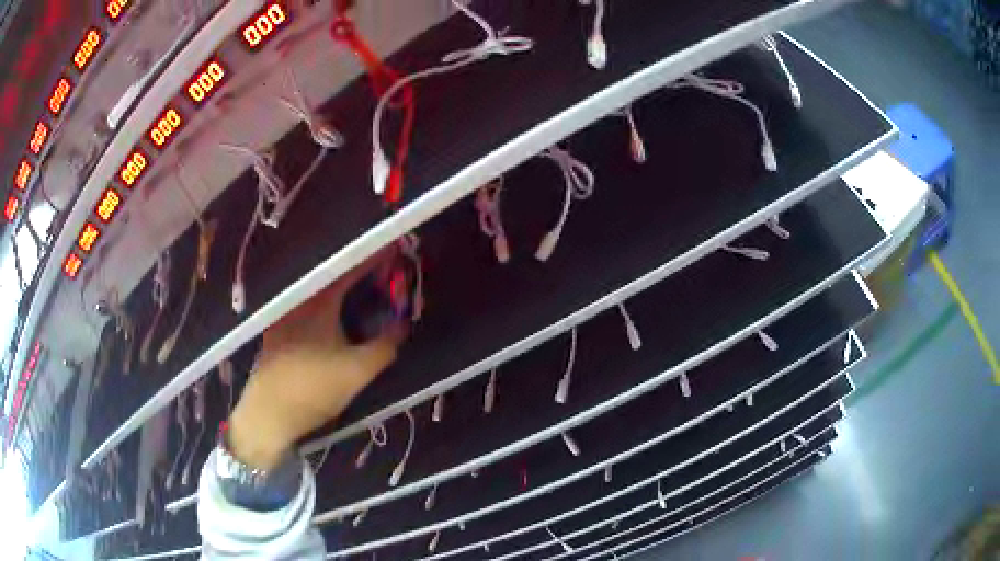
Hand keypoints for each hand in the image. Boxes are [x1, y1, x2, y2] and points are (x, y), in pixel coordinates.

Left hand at [227, 253, 405, 469]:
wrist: (268, 414)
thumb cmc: (313, 389)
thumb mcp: (358, 373)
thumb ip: (385, 346)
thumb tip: (403, 324)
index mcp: (319, 304)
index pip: (350, 271)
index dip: (372, 259)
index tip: (391, 249)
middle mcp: (299, 303)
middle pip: (330, 278)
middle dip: (355, 272)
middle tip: (377, 274)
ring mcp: (283, 317)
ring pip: (314, 293)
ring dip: (337, 289)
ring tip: (357, 293)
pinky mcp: (275, 334)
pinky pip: (303, 307)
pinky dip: (321, 305)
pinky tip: (329, 319)